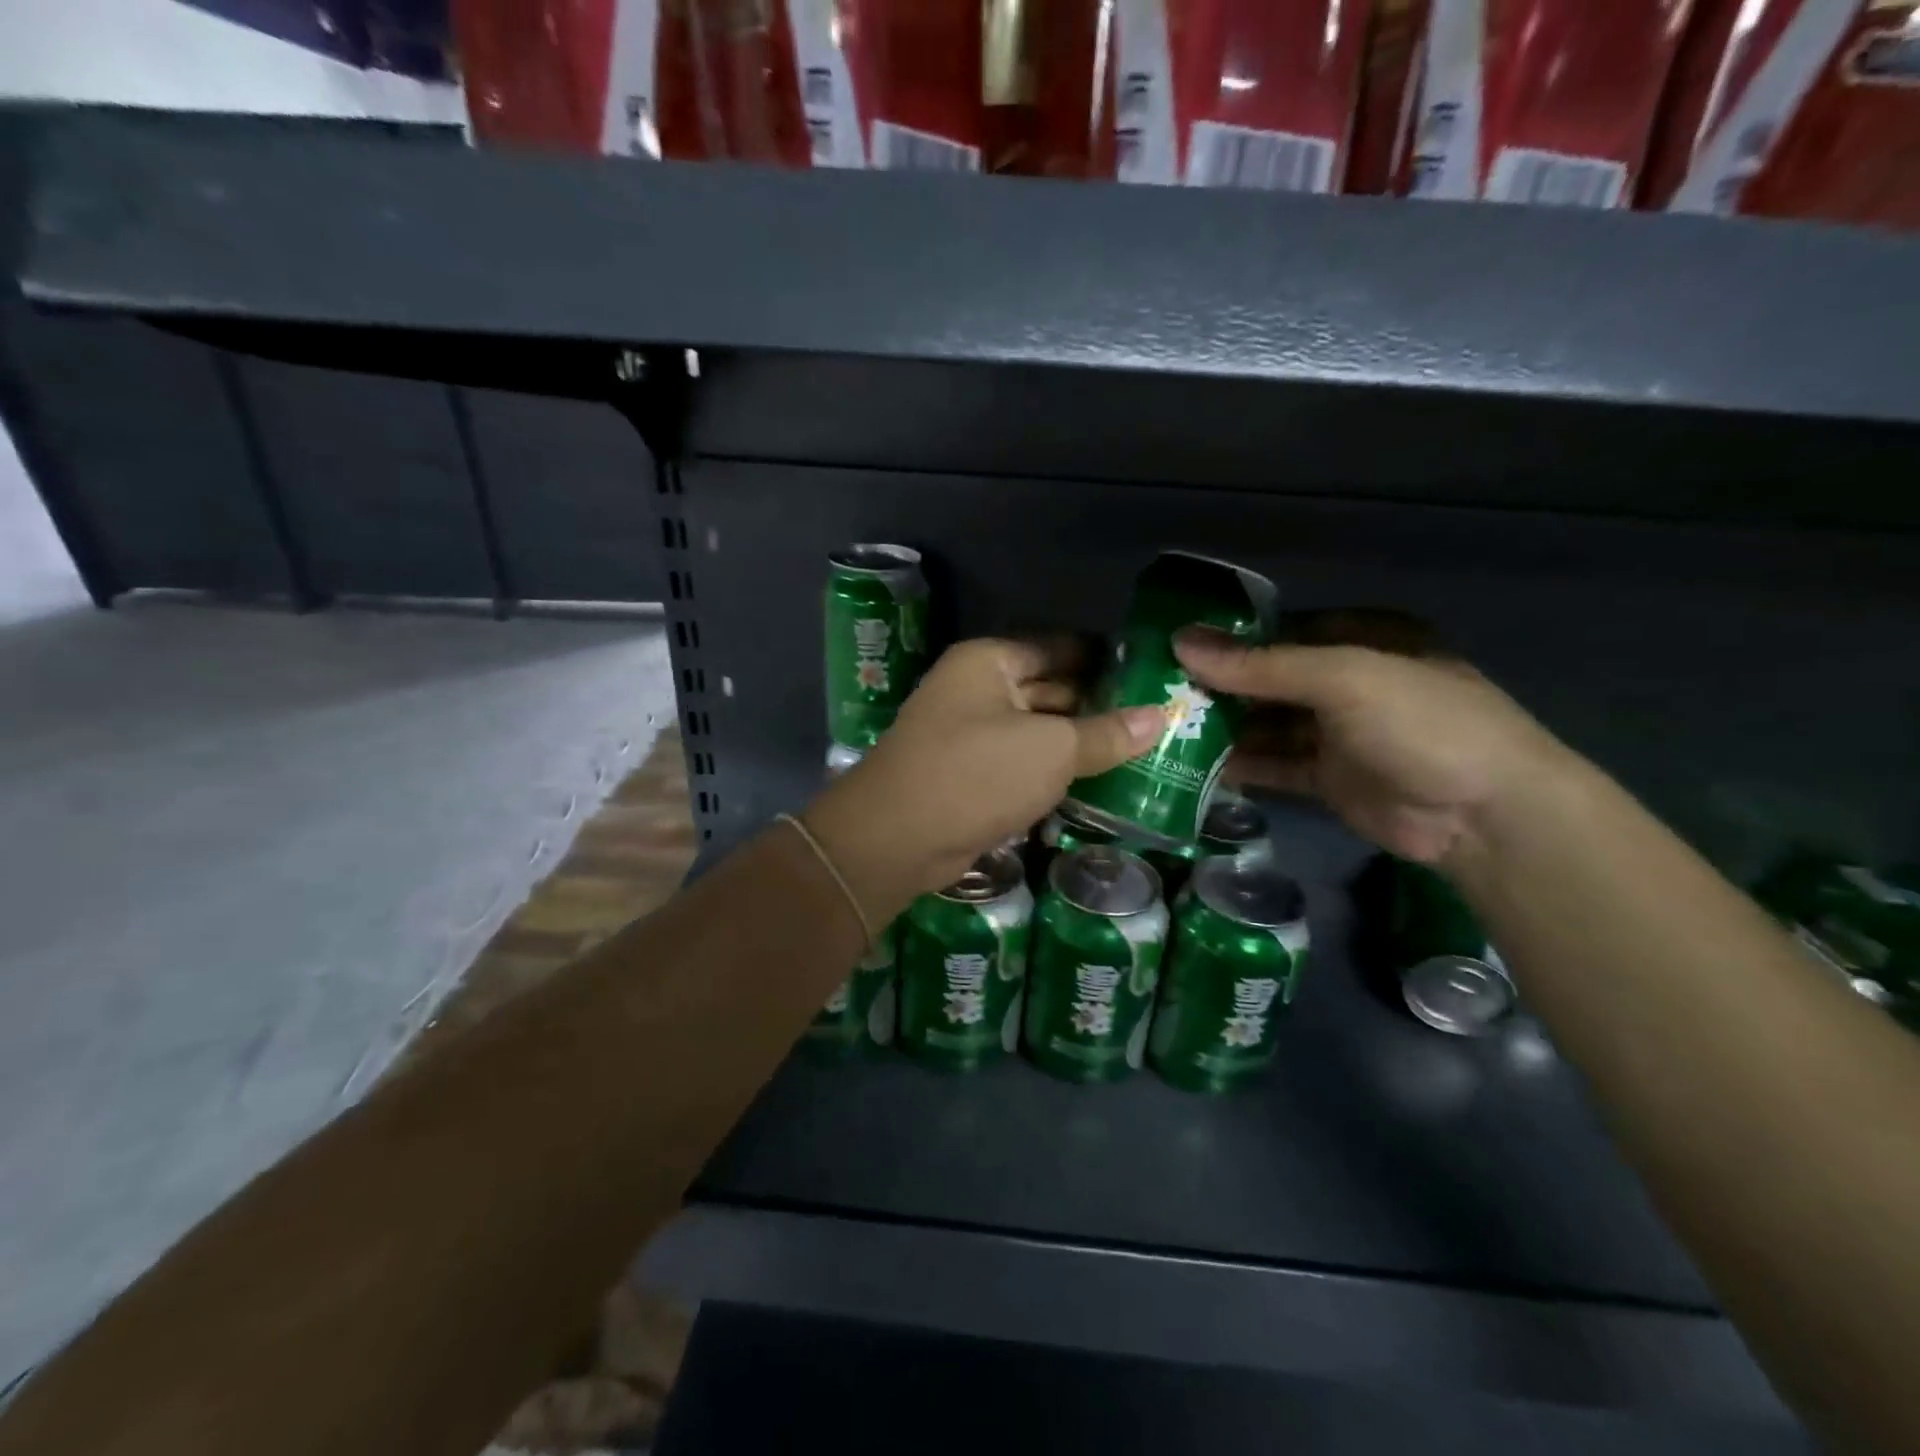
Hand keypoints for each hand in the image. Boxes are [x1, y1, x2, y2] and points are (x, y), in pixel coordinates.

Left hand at [805, 638, 1164, 922]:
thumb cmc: (976, 774)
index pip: (1058, 647)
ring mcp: (970, 734)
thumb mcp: (1051, 750)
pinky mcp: (970, 776)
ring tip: (1140, 751)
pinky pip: (1022, 764)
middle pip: (1048, 689)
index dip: (1104, 659)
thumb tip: (1159, 716)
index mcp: (988, 662)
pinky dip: (1053, 772)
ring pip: (1036, 731)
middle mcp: (976, 690)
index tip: (1150, 674)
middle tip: (1157, 717)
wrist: (897, 839)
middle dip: (1097, 705)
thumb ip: (1105, 733)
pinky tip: (1098, 783)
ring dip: (1078, 743)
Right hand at [1174, 626, 1570, 866]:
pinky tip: (1196, 767)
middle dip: (1219, 686)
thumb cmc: (1422, 723)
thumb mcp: (1343, 678)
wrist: (1485, 815)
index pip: (1281, 630)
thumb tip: (1180, 643)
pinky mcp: (1329, 778)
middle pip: (1269, 679)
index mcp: (1363, 639)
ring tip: (1165, 730)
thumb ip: (1260, 665)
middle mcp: (1348, 682)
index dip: (1229, 639)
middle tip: (1157, 693)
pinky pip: (1275, 765)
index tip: (1173, 648)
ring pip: (1267, 724)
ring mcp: (1339, 733)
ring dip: (1224, 728)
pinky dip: (1241, 766)